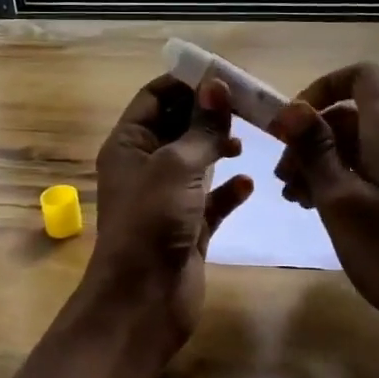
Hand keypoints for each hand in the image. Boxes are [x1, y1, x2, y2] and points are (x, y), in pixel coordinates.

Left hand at [87, 75, 253, 349]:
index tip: (225, 76)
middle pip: (179, 126)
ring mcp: (167, 198)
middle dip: (209, 114)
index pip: (156, 97)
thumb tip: (216, 84)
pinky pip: (212, 200)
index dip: (187, 83)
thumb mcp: (178, 165)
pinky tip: (248, 184)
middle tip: (248, 106)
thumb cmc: (153, 222)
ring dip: (220, 148)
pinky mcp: (189, 226)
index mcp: (129, 144)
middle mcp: (145, 166)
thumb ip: (202, 126)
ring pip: (196, 161)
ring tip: (246, 143)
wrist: (143, 301)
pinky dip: (229, 190)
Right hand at [273, 63, 378, 374]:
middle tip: (283, 177)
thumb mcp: (339, 200)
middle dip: (310, 136)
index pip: (360, 77)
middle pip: (351, 114)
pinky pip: (370, 169)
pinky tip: (318, 208)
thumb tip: (291, 108)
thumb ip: (315, 150)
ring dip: (320, 161)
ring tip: (294, 197)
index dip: (322, 88)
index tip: (292, 123)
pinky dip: (340, 179)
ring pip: (357, 145)